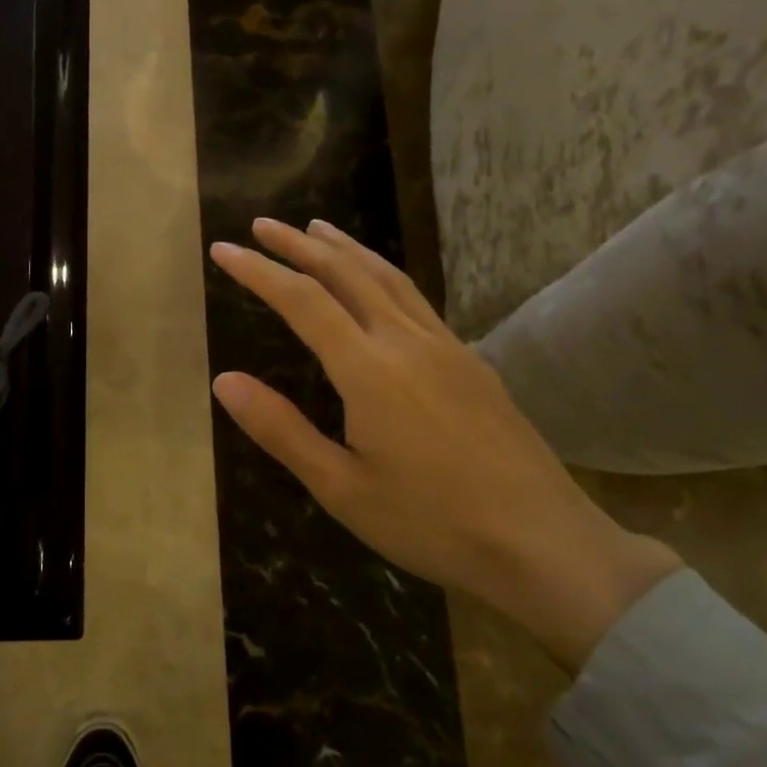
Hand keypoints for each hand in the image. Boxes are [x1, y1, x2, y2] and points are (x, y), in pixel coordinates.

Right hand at [210, 218, 681, 670]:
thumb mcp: (341, 488)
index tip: (223, 249)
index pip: (303, 300)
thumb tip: (224, 381)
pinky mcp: (471, 360)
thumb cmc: (431, 522)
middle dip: (299, 244)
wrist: (543, 542)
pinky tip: (377, 283)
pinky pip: (415, 297)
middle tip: (262, 224)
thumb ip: (281, 429)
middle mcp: (407, 341)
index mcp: (369, 370)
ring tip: (317, 228)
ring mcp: (446, 346)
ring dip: (346, 248)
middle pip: (347, 273)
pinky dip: (382, 272)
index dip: (259, 270)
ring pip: (387, 277)